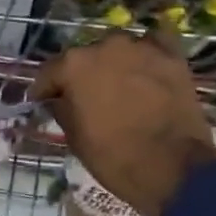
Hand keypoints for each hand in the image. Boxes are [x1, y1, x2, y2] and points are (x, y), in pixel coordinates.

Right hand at [33, 31, 215, 215]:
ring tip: (119, 88)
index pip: (50, 72)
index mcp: (74, 65)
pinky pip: (153, 48)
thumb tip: (59, 99)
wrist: (173, 169)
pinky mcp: (172, 57)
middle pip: (85, 58)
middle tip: (86, 98)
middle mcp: (105, 46)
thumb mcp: (74, 138)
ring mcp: (141, 48)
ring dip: (114, 66)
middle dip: (82, 76)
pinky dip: (146, 57)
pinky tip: (146, 71)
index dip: (45, 90)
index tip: (43, 102)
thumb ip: (62, 109)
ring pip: (118, 52)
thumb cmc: (114, 157)